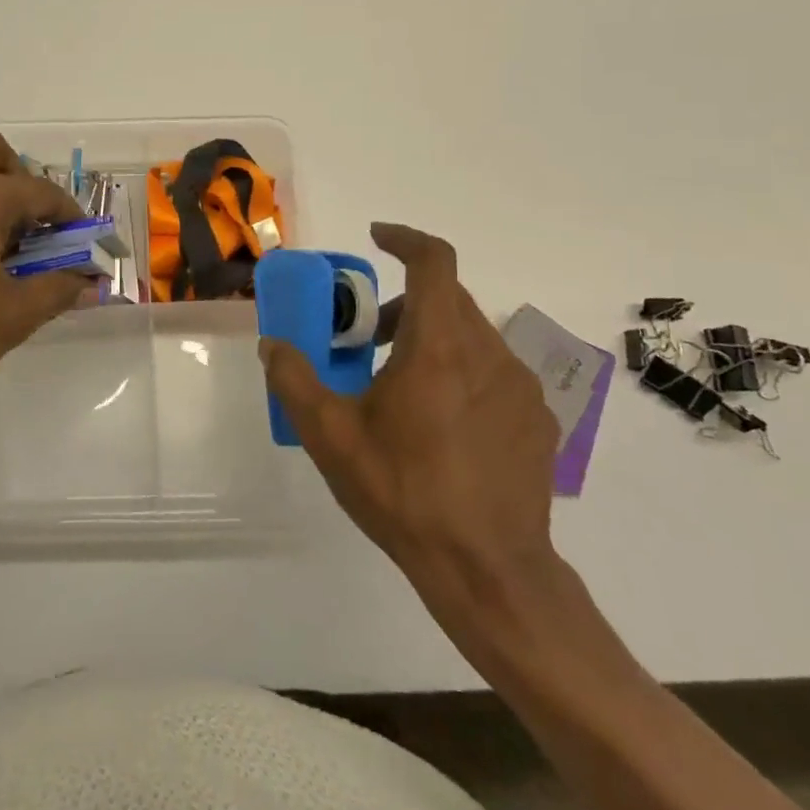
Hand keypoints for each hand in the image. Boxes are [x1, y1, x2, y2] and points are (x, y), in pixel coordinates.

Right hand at [260, 223, 562, 633]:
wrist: (488, 571)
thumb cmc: (403, 492)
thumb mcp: (329, 436)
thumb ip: (294, 379)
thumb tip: (272, 344)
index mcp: (438, 347)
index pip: (435, 262)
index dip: (405, 239)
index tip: (377, 238)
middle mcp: (487, 353)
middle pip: (448, 298)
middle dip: (405, 303)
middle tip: (369, 336)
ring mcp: (520, 388)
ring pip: (472, 335)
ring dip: (433, 338)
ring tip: (400, 385)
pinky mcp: (537, 420)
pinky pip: (494, 373)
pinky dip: (462, 372)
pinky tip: (442, 424)